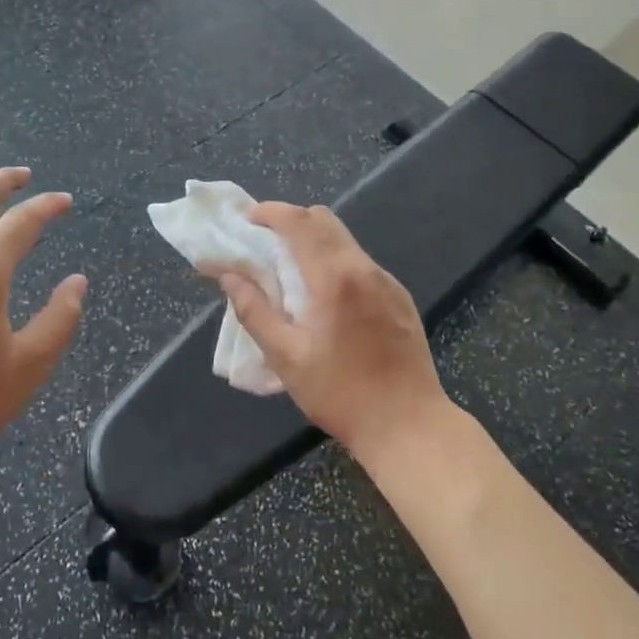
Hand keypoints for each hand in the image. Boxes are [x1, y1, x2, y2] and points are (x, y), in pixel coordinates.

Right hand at [218, 203, 447, 466]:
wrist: (409, 425)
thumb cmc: (341, 394)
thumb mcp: (286, 357)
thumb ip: (254, 311)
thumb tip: (229, 276)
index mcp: (334, 278)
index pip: (300, 222)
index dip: (270, 212)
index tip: (246, 218)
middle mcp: (364, 268)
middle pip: (324, 220)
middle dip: (290, 221)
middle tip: (263, 242)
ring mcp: (387, 281)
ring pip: (344, 240)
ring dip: (313, 241)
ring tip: (289, 270)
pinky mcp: (400, 297)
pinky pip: (360, 263)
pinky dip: (335, 261)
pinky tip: (324, 296)